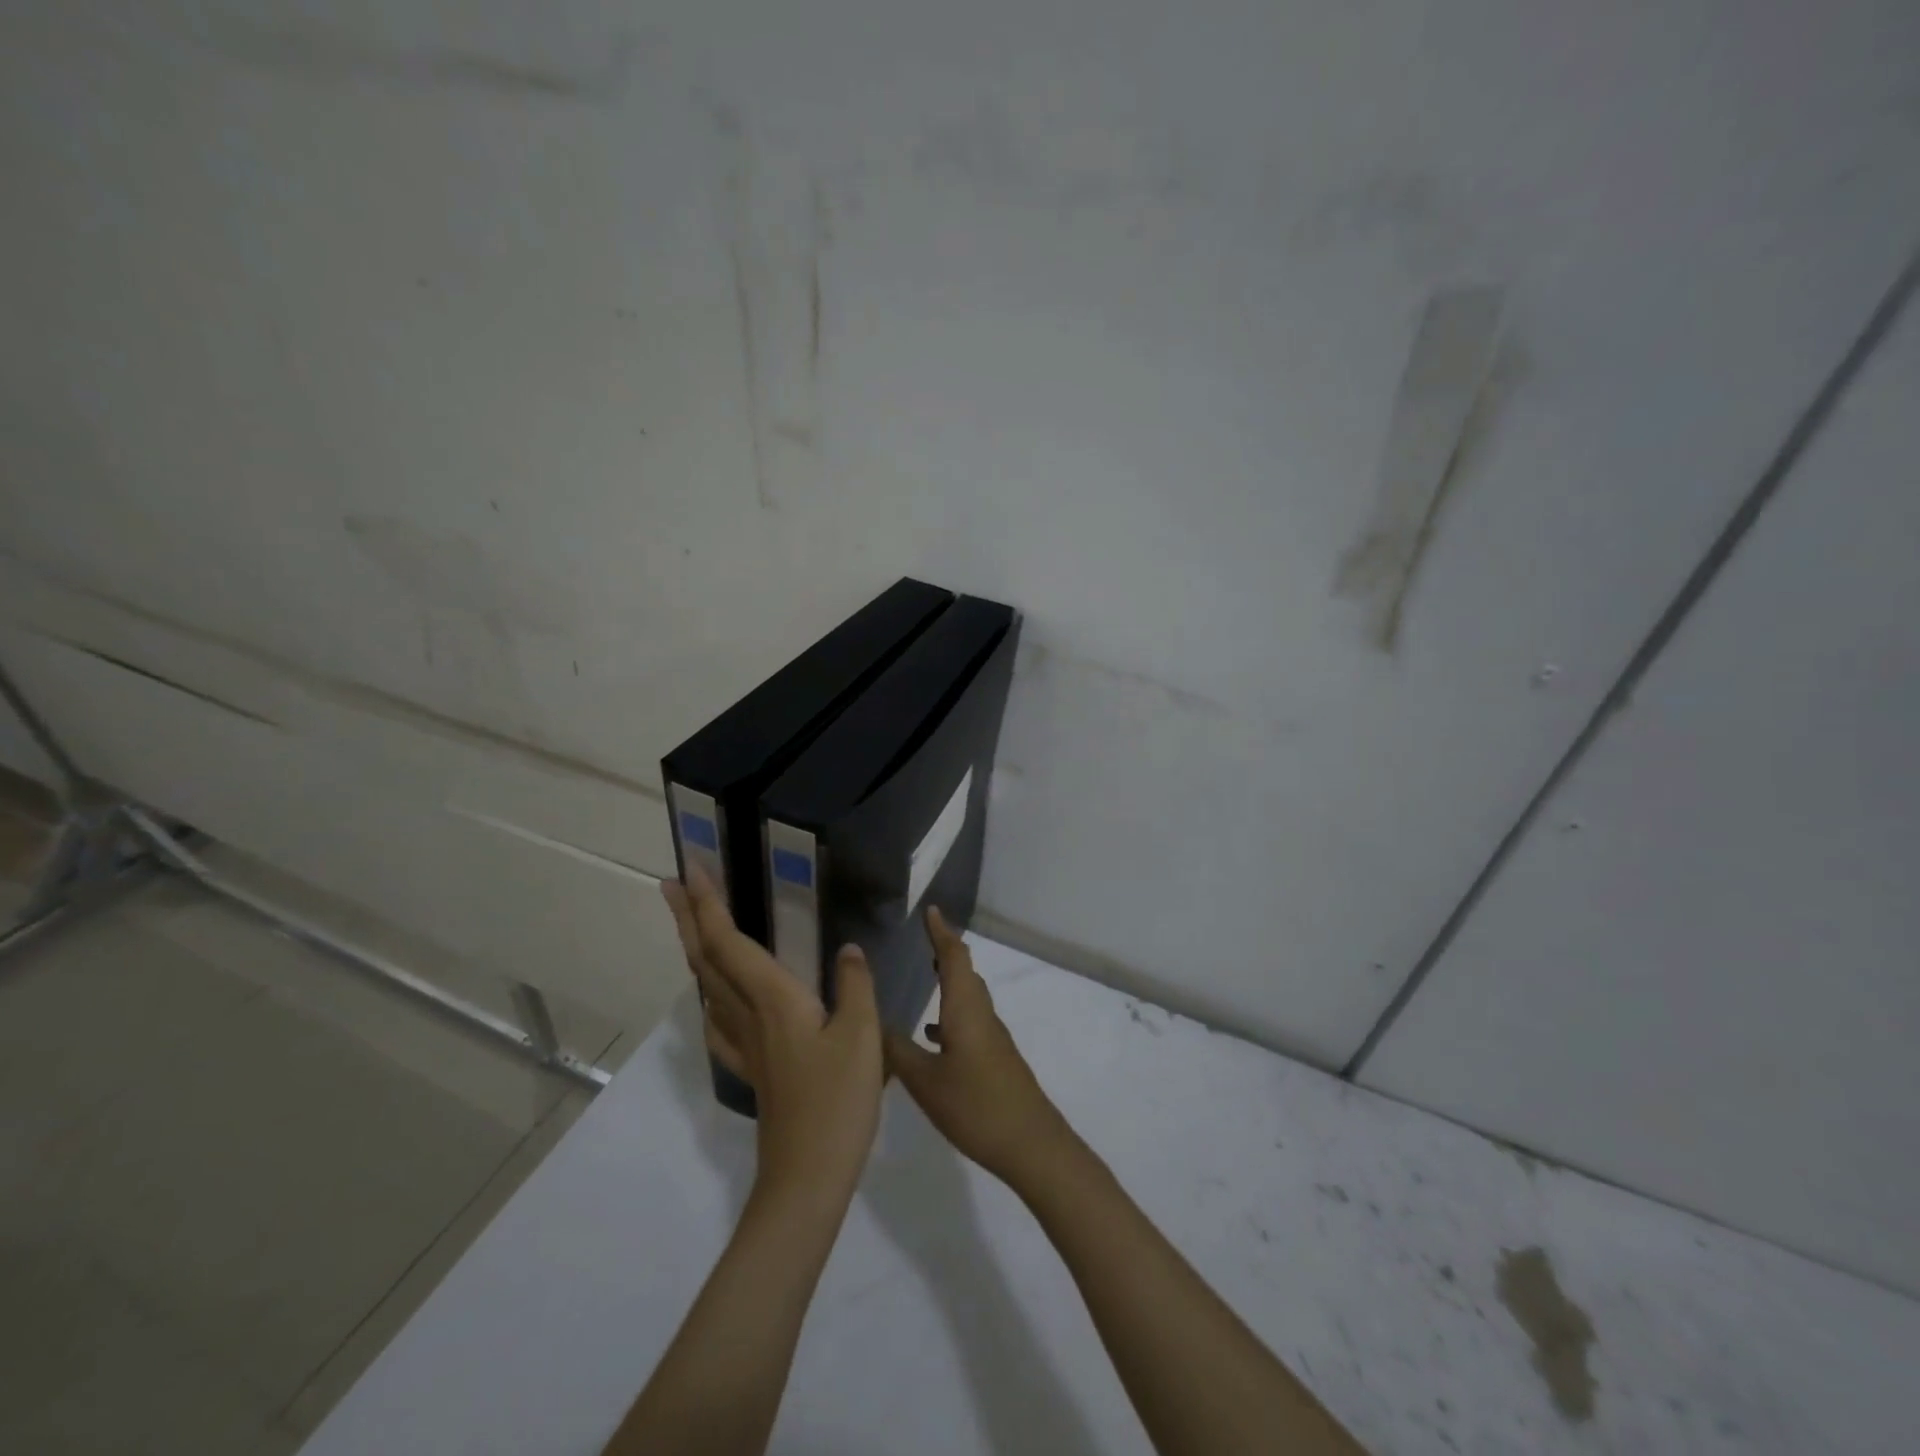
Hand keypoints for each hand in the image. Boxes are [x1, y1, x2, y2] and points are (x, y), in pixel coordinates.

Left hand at [663, 869, 883, 1208]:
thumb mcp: (862, 1036)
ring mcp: (746, 1045)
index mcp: (774, 999)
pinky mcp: (752, 1070)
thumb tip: (848, 949)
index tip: (691, 868)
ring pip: (709, 987)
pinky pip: (720, 1024)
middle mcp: (749, 1015)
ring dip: (695, 950)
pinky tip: (714, 1002)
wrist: (808, 1178)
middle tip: (670, 883)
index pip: (729, 942)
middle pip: (707, 959)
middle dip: (688, 917)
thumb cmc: (838, 1102)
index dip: (708, 904)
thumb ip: (856, 985)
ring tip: (689, 925)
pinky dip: (710, 998)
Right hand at [883, 905, 1075, 1189]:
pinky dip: (951, 1013)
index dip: (941, 933)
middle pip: (966, 972)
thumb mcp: (925, 1081)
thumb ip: (897, 1051)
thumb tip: (875, 1023)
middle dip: (945, 952)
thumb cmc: (976, 1105)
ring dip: (950, 981)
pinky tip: (933, 1035)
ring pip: (969, 996)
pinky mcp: (995, 1058)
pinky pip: (970, 1021)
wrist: (1030, 1143)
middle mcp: (981, 1015)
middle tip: (925, 938)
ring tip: (926, 976)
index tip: (931, 910)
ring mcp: (992, 1037)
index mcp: (965, 1009)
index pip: (953, 958)